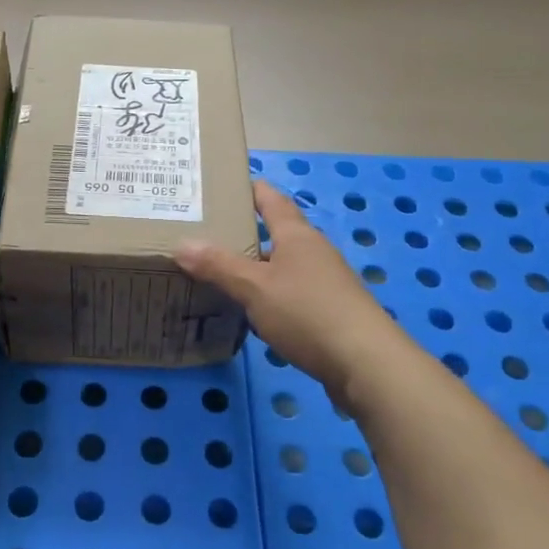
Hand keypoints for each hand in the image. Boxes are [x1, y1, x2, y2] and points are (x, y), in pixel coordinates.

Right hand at [175, 179, 396, 398]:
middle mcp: (313, 251)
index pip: (270, 199)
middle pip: (275, 233)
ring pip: (281, 266)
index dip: (249, 188)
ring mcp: (324, 282)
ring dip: (254, 268)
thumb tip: (182, 244)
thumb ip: (219, 266)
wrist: (366, 364)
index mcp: (296, 235)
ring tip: (217, 274)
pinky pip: (290, 294)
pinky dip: (267, 296)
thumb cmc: (308, 312)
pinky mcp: (329, 312)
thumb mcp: (255, 288)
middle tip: (204, 235)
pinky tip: (249, 312)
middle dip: (242, 233)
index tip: (221, 184)